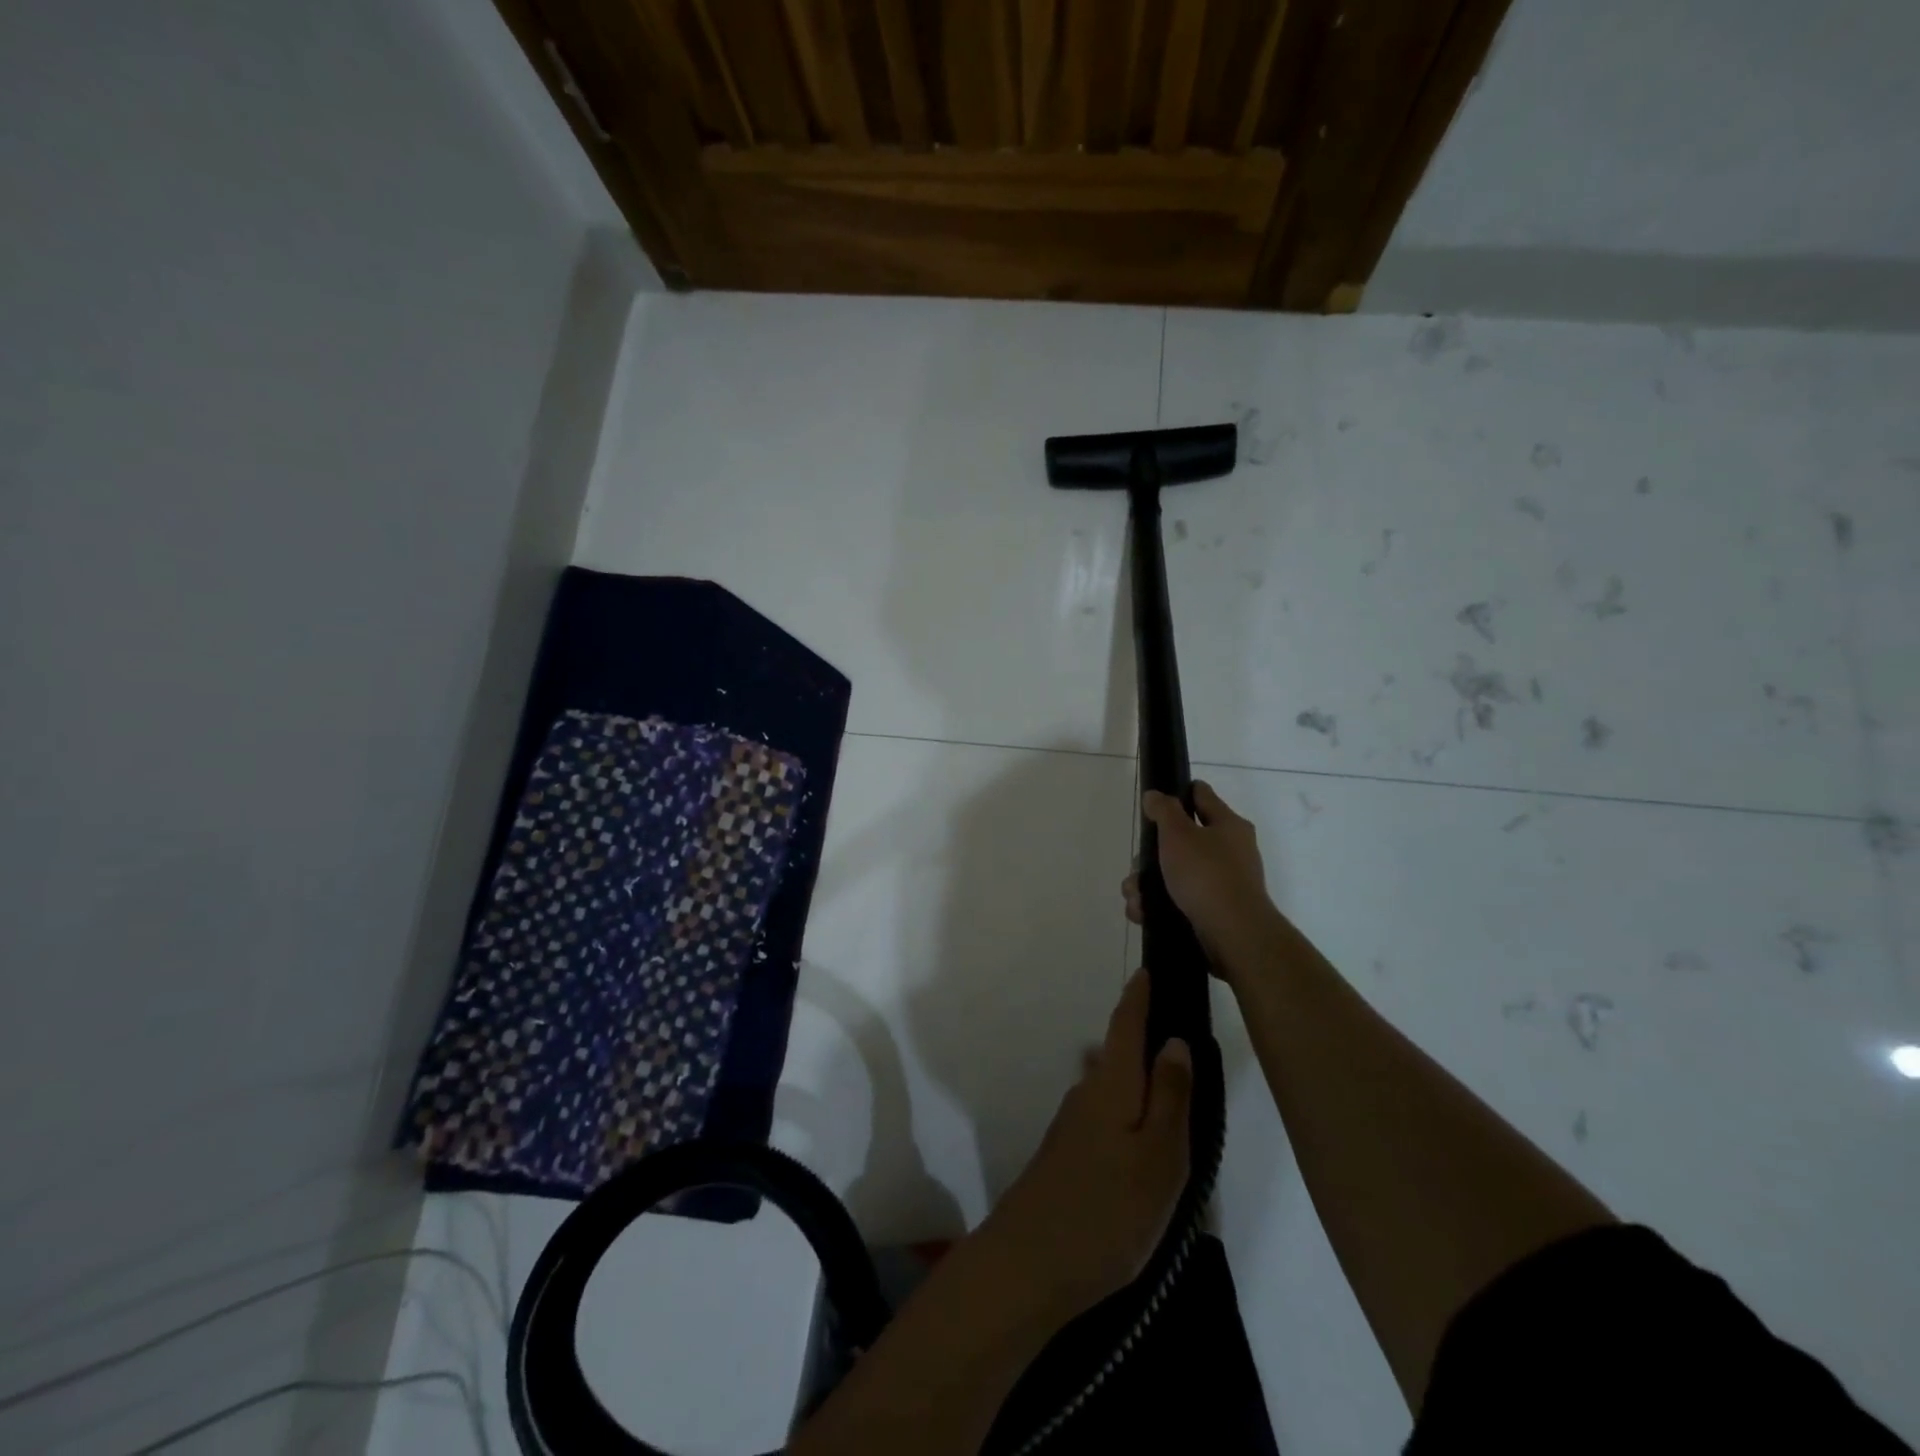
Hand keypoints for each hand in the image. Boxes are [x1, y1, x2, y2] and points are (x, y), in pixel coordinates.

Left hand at [982, 970, 1191, 1311]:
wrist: (1030, 1265)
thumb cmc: (1108, 1210)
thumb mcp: (1159, 1157)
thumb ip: (1170, 1097)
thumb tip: (1175, 1040)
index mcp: (1112, 1084)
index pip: (1127, 1022)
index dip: (1140, 994)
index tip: (1152, 966)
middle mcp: (1088, 1092)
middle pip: (1120, 1053)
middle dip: (1147, 1038)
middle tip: (1187, 1037)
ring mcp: (1073, 1124)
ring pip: (1115, 1088)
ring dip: (1141, 1081)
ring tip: (1180, 1095)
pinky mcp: (1067, 1154)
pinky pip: (1107, 1117)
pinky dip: (1130, 1113)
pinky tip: (1148, 1143)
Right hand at [1123, 781, 1277, 972]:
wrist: (1233, 935)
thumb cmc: (1206, 875)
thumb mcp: (1179, 834)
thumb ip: (1164, 810)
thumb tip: (1155, 795)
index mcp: (1228, 825)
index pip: (1200, 795)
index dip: (1177, 793)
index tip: (1153, 803)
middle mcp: (1229, 851)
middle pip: (1180, 840)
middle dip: (1151, 854)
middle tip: (1139, 864)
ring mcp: (1221, 883)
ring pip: (1174, 874)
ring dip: (1147, 884)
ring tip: (1135, 897)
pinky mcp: (1212, 911)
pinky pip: (1177, 900)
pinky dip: (1157, 906)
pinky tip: (1142, 913)